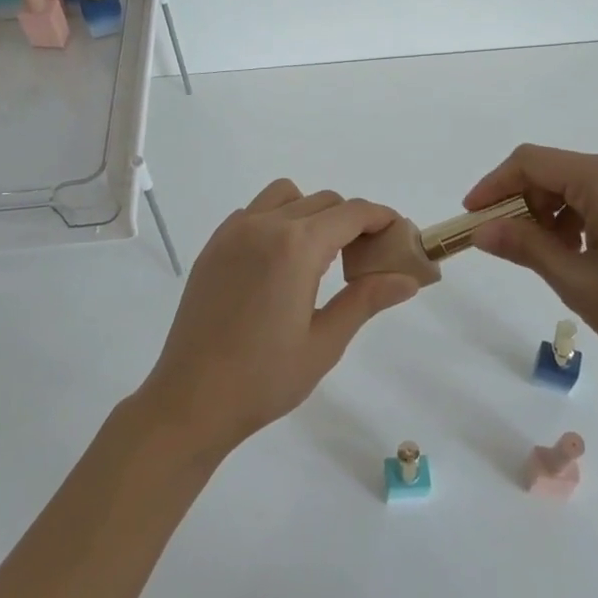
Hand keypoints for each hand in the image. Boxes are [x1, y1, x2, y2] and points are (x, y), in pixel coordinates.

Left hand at [136, 180, 423, 456]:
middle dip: (351, 220)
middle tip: (364, 258)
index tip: (398, 235)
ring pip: (286, 196)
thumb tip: (407, 279)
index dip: (381, 218)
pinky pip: (255, 212)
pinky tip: (279, 262)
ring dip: (312, 212)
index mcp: (296, 246)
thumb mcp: (325, 342)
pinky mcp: (214, 245)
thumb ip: (366, 300)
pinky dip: (277, 220)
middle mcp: (265, 225)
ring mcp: (234, 231)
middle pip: (323, 201)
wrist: (190, 400)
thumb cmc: (264, 378)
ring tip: (319, 256)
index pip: (352, 213)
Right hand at [465, 144, 597, 382]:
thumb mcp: (577, 281)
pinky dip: (581, 215)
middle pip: (556, 170)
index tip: (472, 217)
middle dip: (524, 203)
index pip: (532, 162)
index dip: (494, 185)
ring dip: (552, 212)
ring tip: (548, 256)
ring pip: (580, 183)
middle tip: (508, 245)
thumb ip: (525, 246)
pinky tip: (582, 252)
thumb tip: (481, 230)